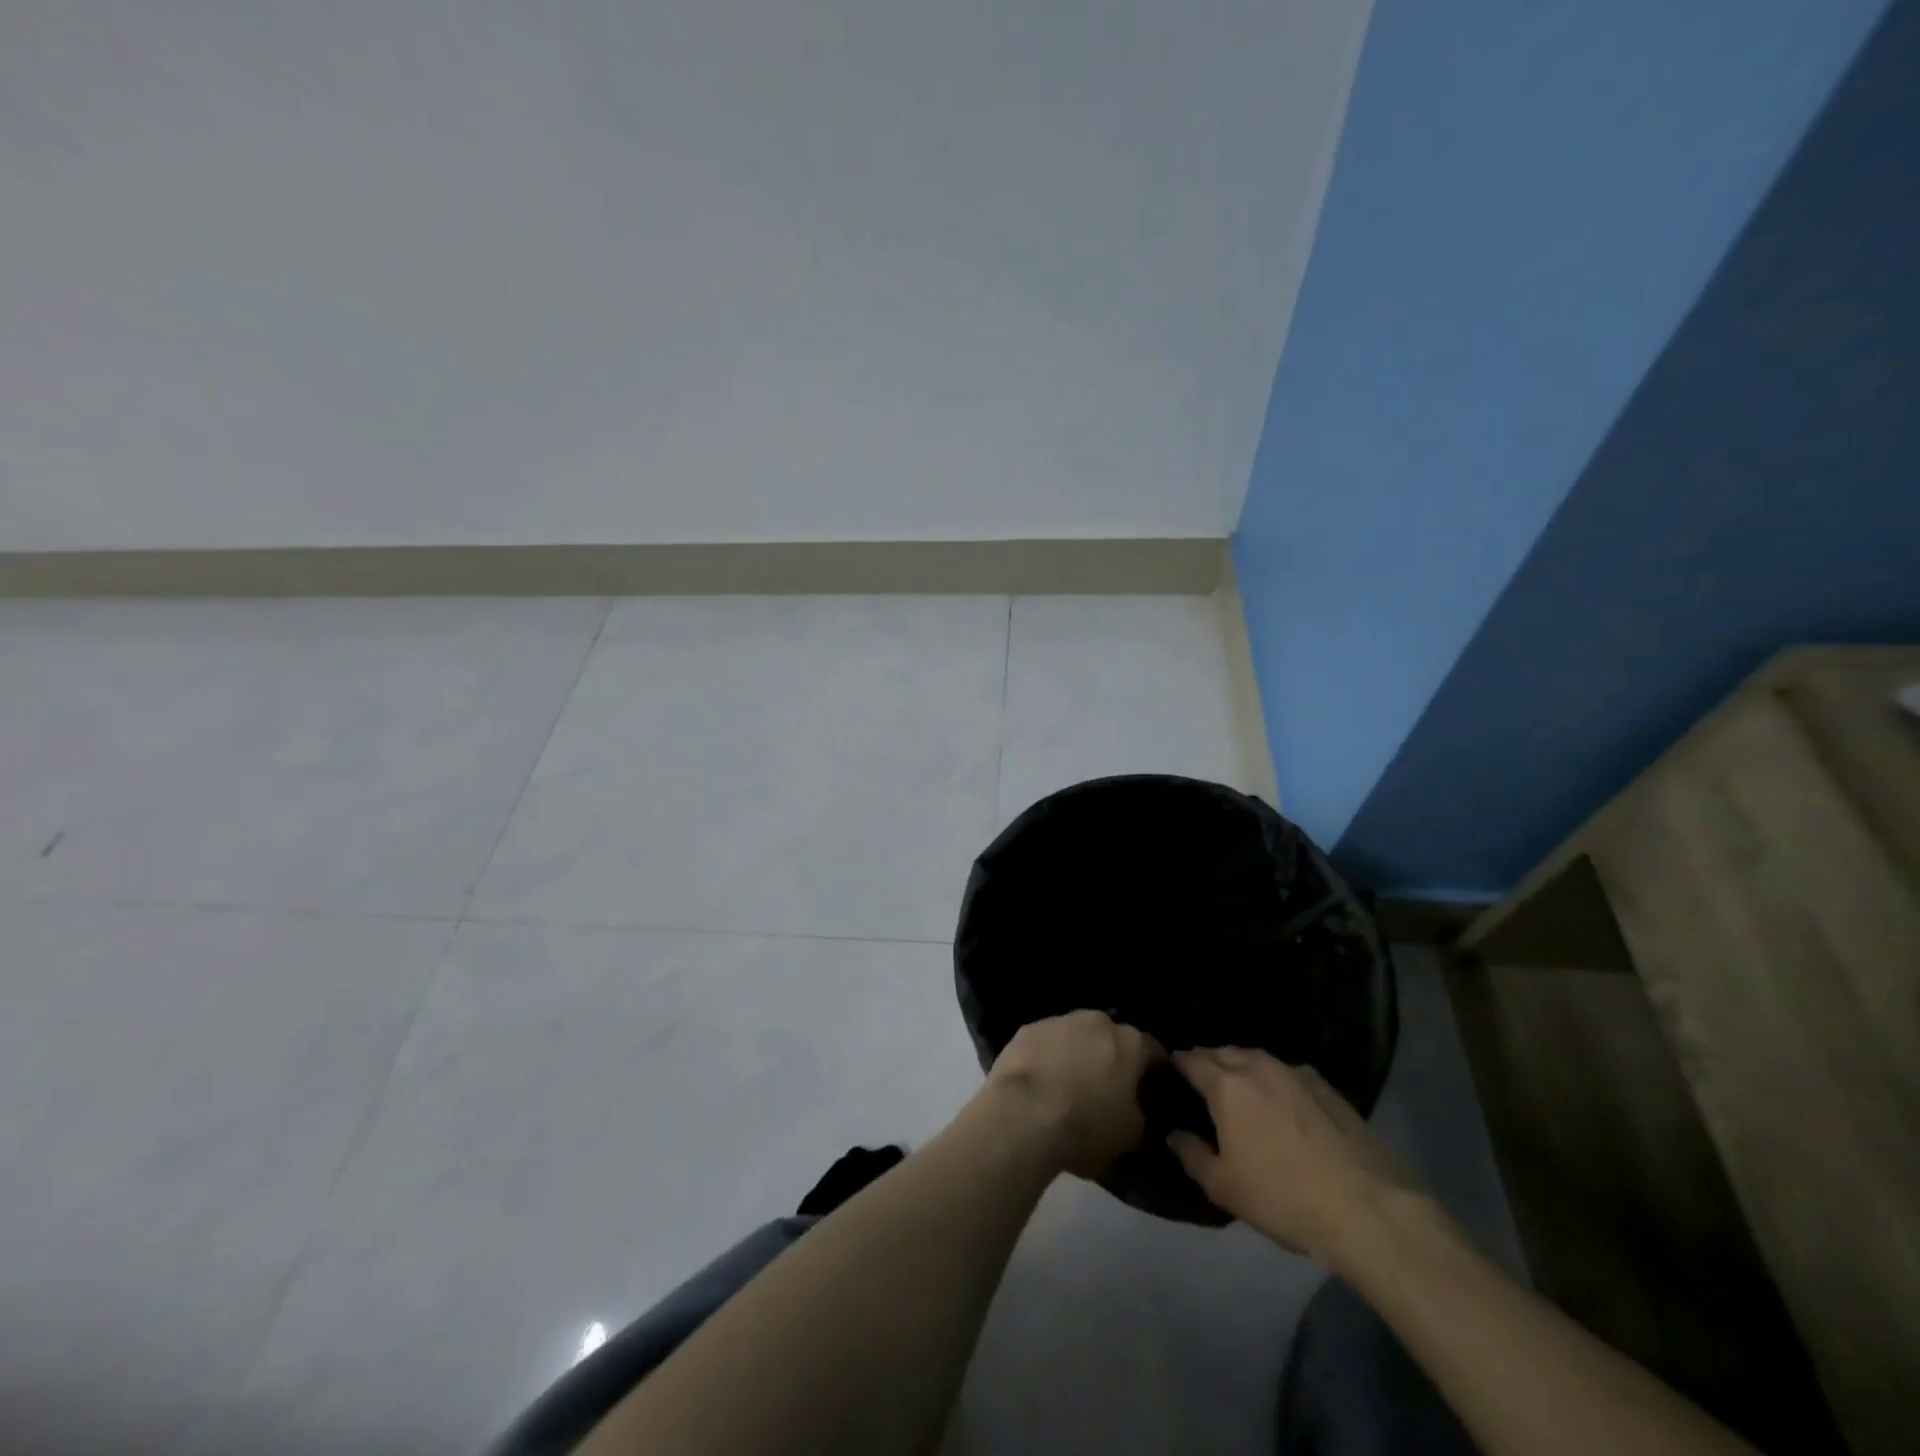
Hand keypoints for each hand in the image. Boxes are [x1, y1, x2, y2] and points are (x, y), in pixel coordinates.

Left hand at [981, 1011, 1162, 1178]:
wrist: (1023, 1115)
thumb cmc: (1086, 1126)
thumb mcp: (1131, 1136)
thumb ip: (1140, 1115)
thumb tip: (1135, 1110)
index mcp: (1130, 1043)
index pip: (1153, 1052)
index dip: (1153, 1073)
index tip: (1149, 1091)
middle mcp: (1097, 1021)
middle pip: (1111, 1038)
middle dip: (1111, 1059)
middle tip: (1106, 1089)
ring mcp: (1059, 1021)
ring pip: (1076, 1036)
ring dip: (1077, 1054)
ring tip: (1069, 1087)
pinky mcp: (1027, 1029)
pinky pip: (1045, 1043)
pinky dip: (1047, 1057)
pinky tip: (1040, 1083)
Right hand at [1167, 1047, 1422, 1266]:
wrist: (1366, 1208)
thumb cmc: (1283, 1197)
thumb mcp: (1224, 1188)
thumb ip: (1192, 1155)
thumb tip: (1175, 1134)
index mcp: (1226, 1086)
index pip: (1191, 1060)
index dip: (1177, 1063)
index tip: (1170, 1072)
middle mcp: (1258, 1067)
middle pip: (1223, 1052)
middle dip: (1208, 1061)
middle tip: (1202, 1083)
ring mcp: (1295, 1073)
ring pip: (1257, 1058)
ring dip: (1242, 1067)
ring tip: (1240, 1090)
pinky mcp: (1327, 1087)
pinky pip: (1288, 1073)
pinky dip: (1275, 1080)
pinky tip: (1282, 1103)